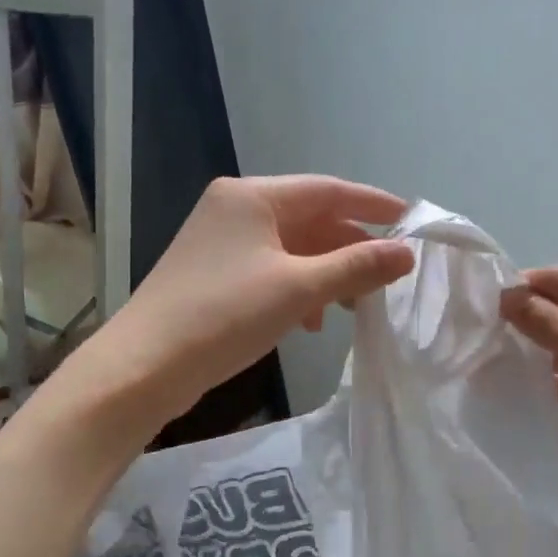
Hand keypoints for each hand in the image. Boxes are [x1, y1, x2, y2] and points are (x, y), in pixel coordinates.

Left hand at [75, 176, 414, 429]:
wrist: (144, 366)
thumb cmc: (225, 315)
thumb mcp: (299, 289)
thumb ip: (356, 267)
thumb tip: (406, 253)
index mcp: (253, 196)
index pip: (328, 189)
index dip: (374, 205)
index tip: (412, 220)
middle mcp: (235, 208)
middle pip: (311, 219)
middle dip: (350, 248)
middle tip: (388, 276)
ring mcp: (221, 241)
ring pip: (292, 248)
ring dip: (327, 272)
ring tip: (355, 305)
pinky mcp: (214, 273)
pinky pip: (271, 269)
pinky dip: (298, 288)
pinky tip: (311, 320)